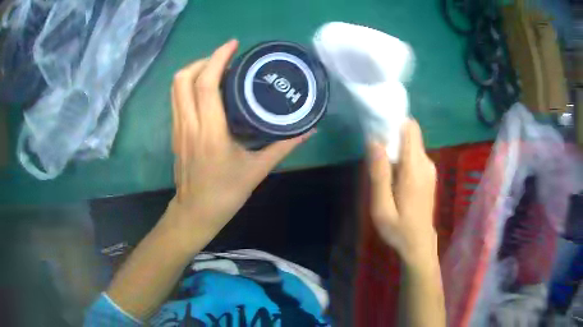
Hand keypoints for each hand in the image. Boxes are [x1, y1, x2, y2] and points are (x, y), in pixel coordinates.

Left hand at [167, 40, 311, 244]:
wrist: (195, 212)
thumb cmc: (225, 193)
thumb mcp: (257, 170)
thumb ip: (283, 146)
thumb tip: (309, 129)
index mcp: (210, 131)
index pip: (206, 83)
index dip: (218, 58)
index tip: (233, 45)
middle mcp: (189, 124)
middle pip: (183, 78)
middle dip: (203, 60)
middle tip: (225, 60)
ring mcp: (177, 127)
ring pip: (176, 87)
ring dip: (194, 71)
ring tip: (216, 70)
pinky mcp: (175, 132)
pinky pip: (176, 98)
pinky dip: (189, 85)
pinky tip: (206, 91)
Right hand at [367, 119, 437, 264]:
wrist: (419, 243)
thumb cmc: (398, 228)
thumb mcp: (381, 206)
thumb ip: (379, 174)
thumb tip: (375, 141)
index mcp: (414, 169)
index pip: (410, 129)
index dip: (394, 123)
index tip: (378, 129)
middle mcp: (425, 163)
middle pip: (410, 133)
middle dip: (392, 135)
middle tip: (375, 153)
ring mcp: (429, 168)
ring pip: (412, 143)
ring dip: (396, 147)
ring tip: (382, 167)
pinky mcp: (429, 173)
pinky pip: (414, 154)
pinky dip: (402, 156)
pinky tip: (393, 175)